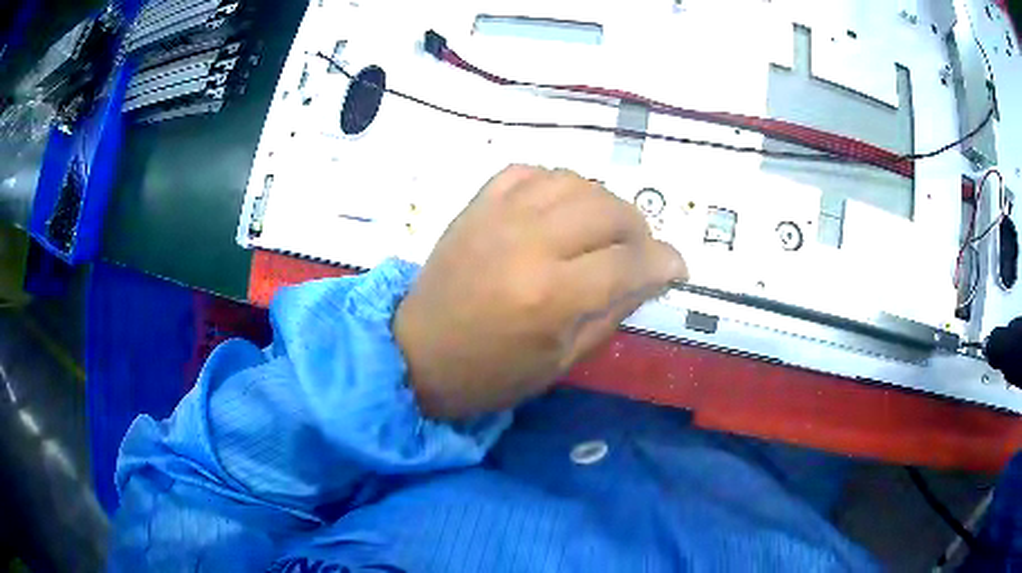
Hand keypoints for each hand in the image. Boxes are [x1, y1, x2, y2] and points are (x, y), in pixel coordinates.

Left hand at [394, 165, 687, 418]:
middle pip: (607, 210)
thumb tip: (651, 277)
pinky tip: (560, 207)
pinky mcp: (476, 205)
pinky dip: (555, 183)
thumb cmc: (490, 373)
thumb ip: (612, 312)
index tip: (677, 268)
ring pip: (573, 181)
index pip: (629, 262)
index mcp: (550, 296)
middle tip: (639, 252)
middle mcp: (528, 243)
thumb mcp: (562, 360)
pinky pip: (528, 172)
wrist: (417, 353)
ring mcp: (498, 216)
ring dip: (602, 202)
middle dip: (639, 229)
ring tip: (604, 229)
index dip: (664, 262)